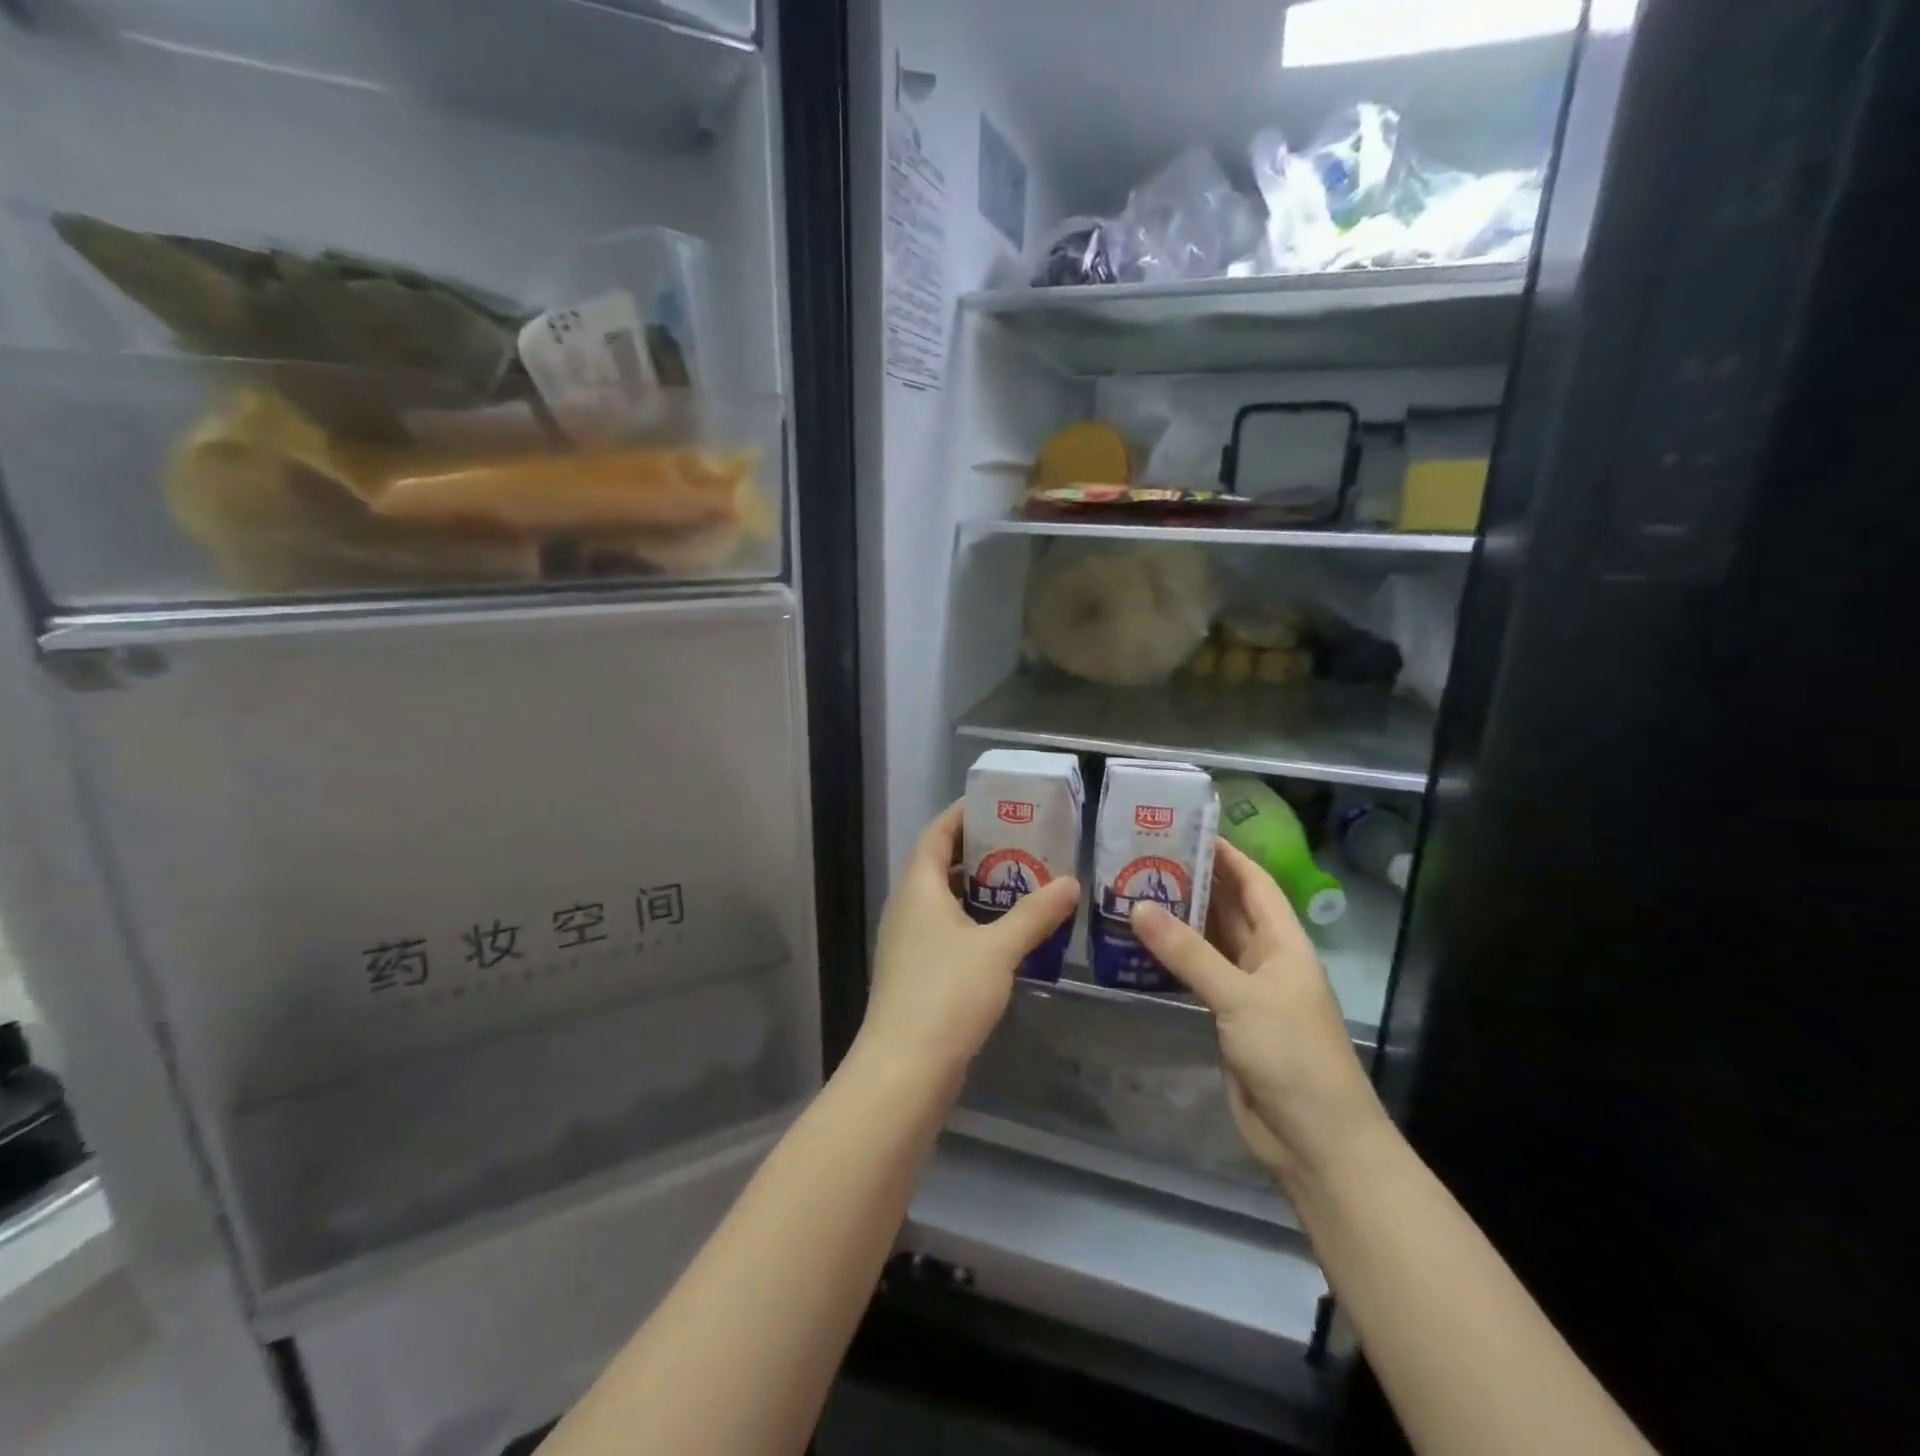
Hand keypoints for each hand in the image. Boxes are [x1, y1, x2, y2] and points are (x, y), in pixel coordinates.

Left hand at [859, 802, 1079, 1079]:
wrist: (905, 1069)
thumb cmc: (947, 994)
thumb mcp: (998, 949)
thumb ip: (1034, 914)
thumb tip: (1070, 882)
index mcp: (918, 889)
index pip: (937, 834)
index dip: (962, 814)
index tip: (997, 802)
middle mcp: (907, 909)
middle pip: (941, 865)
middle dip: (980, 851)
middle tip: (1024, 842)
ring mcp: (909, 943)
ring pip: (946, 902)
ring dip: (980, 890)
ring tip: (1024, 882)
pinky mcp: (917, 974)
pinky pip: (948, 932)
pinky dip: (975, 923)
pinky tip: (1008, 934)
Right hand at [1129, 839, 1388, 1189]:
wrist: (1316, 1141)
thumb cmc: (1292, 1055)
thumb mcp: (1240, 995)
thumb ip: (1188, 952)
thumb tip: (1138, 906)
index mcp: (1284, 943)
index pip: (1255, 883)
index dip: (1227, 855)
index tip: (1187, 829)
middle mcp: (1267, 959)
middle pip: (1230, 908)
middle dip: (1195, 882)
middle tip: (1145, 857)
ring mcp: (1247, 991)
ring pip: (1211, 942)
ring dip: (1180, 920)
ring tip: (1134, 891)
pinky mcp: (1229, 1020)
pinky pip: (1198, 976)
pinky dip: (1174, 959)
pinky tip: (1141, 947)